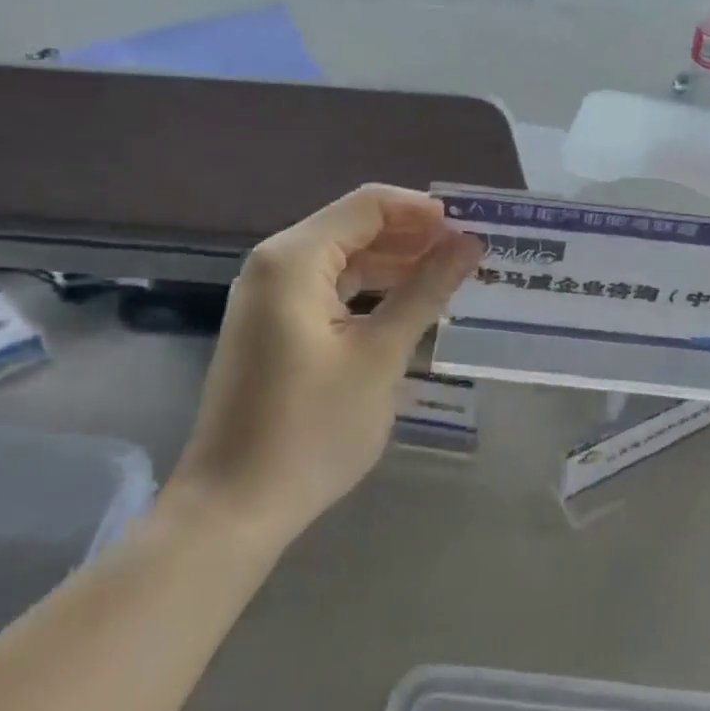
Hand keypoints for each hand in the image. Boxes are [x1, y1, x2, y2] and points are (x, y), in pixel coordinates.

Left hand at [173, 185, 481, 536]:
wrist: (236, 505)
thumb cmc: (312, 428)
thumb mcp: (380, 355)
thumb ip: (425, 291)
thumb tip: (470, 244)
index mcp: (294, 259)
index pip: (368, 205)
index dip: (423, 211)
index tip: (472, 229)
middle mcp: (275, 264)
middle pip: (354, 226)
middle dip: (413, 236)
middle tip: (470, 256)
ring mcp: (270, 296)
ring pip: (344, 258)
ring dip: (395, 263)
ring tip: (451, 277)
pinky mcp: (274, 326)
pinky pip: (330, 289)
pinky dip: (370, 290)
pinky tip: (410, 304)